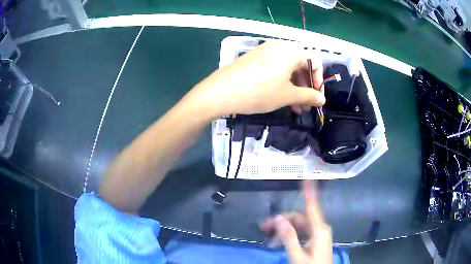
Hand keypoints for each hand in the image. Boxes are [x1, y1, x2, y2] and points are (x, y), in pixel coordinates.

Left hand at [188, 41, 324, 116]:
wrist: (222, 91)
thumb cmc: (260, 92)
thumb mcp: (288, 96)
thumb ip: (308, 96)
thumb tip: (322, 100)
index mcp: (292, 51)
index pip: (315, 62)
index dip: (318, 81)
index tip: (316, 99)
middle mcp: (279, 46)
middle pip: (300, 65)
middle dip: (305, 87)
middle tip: (304, 106)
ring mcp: (264, 50)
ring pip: (287, 68)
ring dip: (293, 87)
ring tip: (293, 107)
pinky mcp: (253, 57)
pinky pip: (274, 67)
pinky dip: (281, 82)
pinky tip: (279, 97)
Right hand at [261, 181, 332, 263]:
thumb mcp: (296, 255)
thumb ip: (288, 237)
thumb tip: (279, 219)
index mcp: (319, 230)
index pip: (312, 206)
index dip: (309, 192)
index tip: (307, 178)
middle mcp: (320, 228)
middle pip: (300, 218)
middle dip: (282, 220)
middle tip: (264, 227)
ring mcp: (319, 234)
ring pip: (300, 225)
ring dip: (285, 229)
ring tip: (269, 238)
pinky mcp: (317, 239)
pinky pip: (302, 232)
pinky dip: (291, 234)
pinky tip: (280, 240)